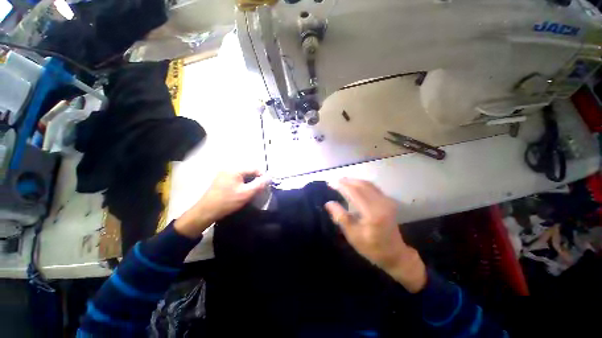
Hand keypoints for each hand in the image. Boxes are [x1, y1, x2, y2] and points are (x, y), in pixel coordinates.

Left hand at [174, 170, 269, 238]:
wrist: (206, 211)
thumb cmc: (227, 201)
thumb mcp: (246, 193)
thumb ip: (259, 184)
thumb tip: (269, 177)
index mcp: (236, 169)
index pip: (255, 168)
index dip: (263, 176)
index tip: (267, 185)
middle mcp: (230, 168)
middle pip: (249, 171)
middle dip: (256, 179)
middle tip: (260, 189)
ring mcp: (225, 173)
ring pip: (244, 175)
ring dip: (250, 181)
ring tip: (253, 191)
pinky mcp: (222, 179)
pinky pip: (237, 178)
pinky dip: (243, 183)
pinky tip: (244, 191)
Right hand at [325, 178, 426, 292]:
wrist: (395, 253)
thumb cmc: (371, 247)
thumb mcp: (352, 235)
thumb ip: (340, 217)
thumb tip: (328, 203)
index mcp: (372, 213)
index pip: (354, 192)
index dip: (342, 185)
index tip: (330, 183)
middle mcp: (381, 203)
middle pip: (362, 185)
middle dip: (347, 181)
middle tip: (334, 181)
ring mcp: (387, 201)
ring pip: (368, 184)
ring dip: (354, 181)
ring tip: (342, 181)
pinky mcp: (388, 201)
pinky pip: (373, 187)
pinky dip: (361, 184)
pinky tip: (354, 185)